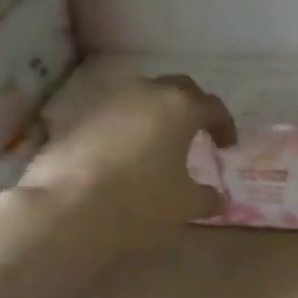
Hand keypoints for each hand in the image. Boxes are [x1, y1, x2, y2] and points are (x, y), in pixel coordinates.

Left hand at [18, 75, 236, 244]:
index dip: (224, 125)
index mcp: (179, 107)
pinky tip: (128, 158)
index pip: (212, 106)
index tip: (228, 147)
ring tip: (161, 146)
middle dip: (192, 109)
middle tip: (198, 134)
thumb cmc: (141, 201)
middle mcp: (145, 93)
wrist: (69, 207)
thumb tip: (218, 198)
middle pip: (177, 90)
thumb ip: (207, 198)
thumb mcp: (185, 206)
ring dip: (157, 117)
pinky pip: (115, 117)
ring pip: (142, 99)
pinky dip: (129, 130)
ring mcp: (108, 102)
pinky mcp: (80, 118)